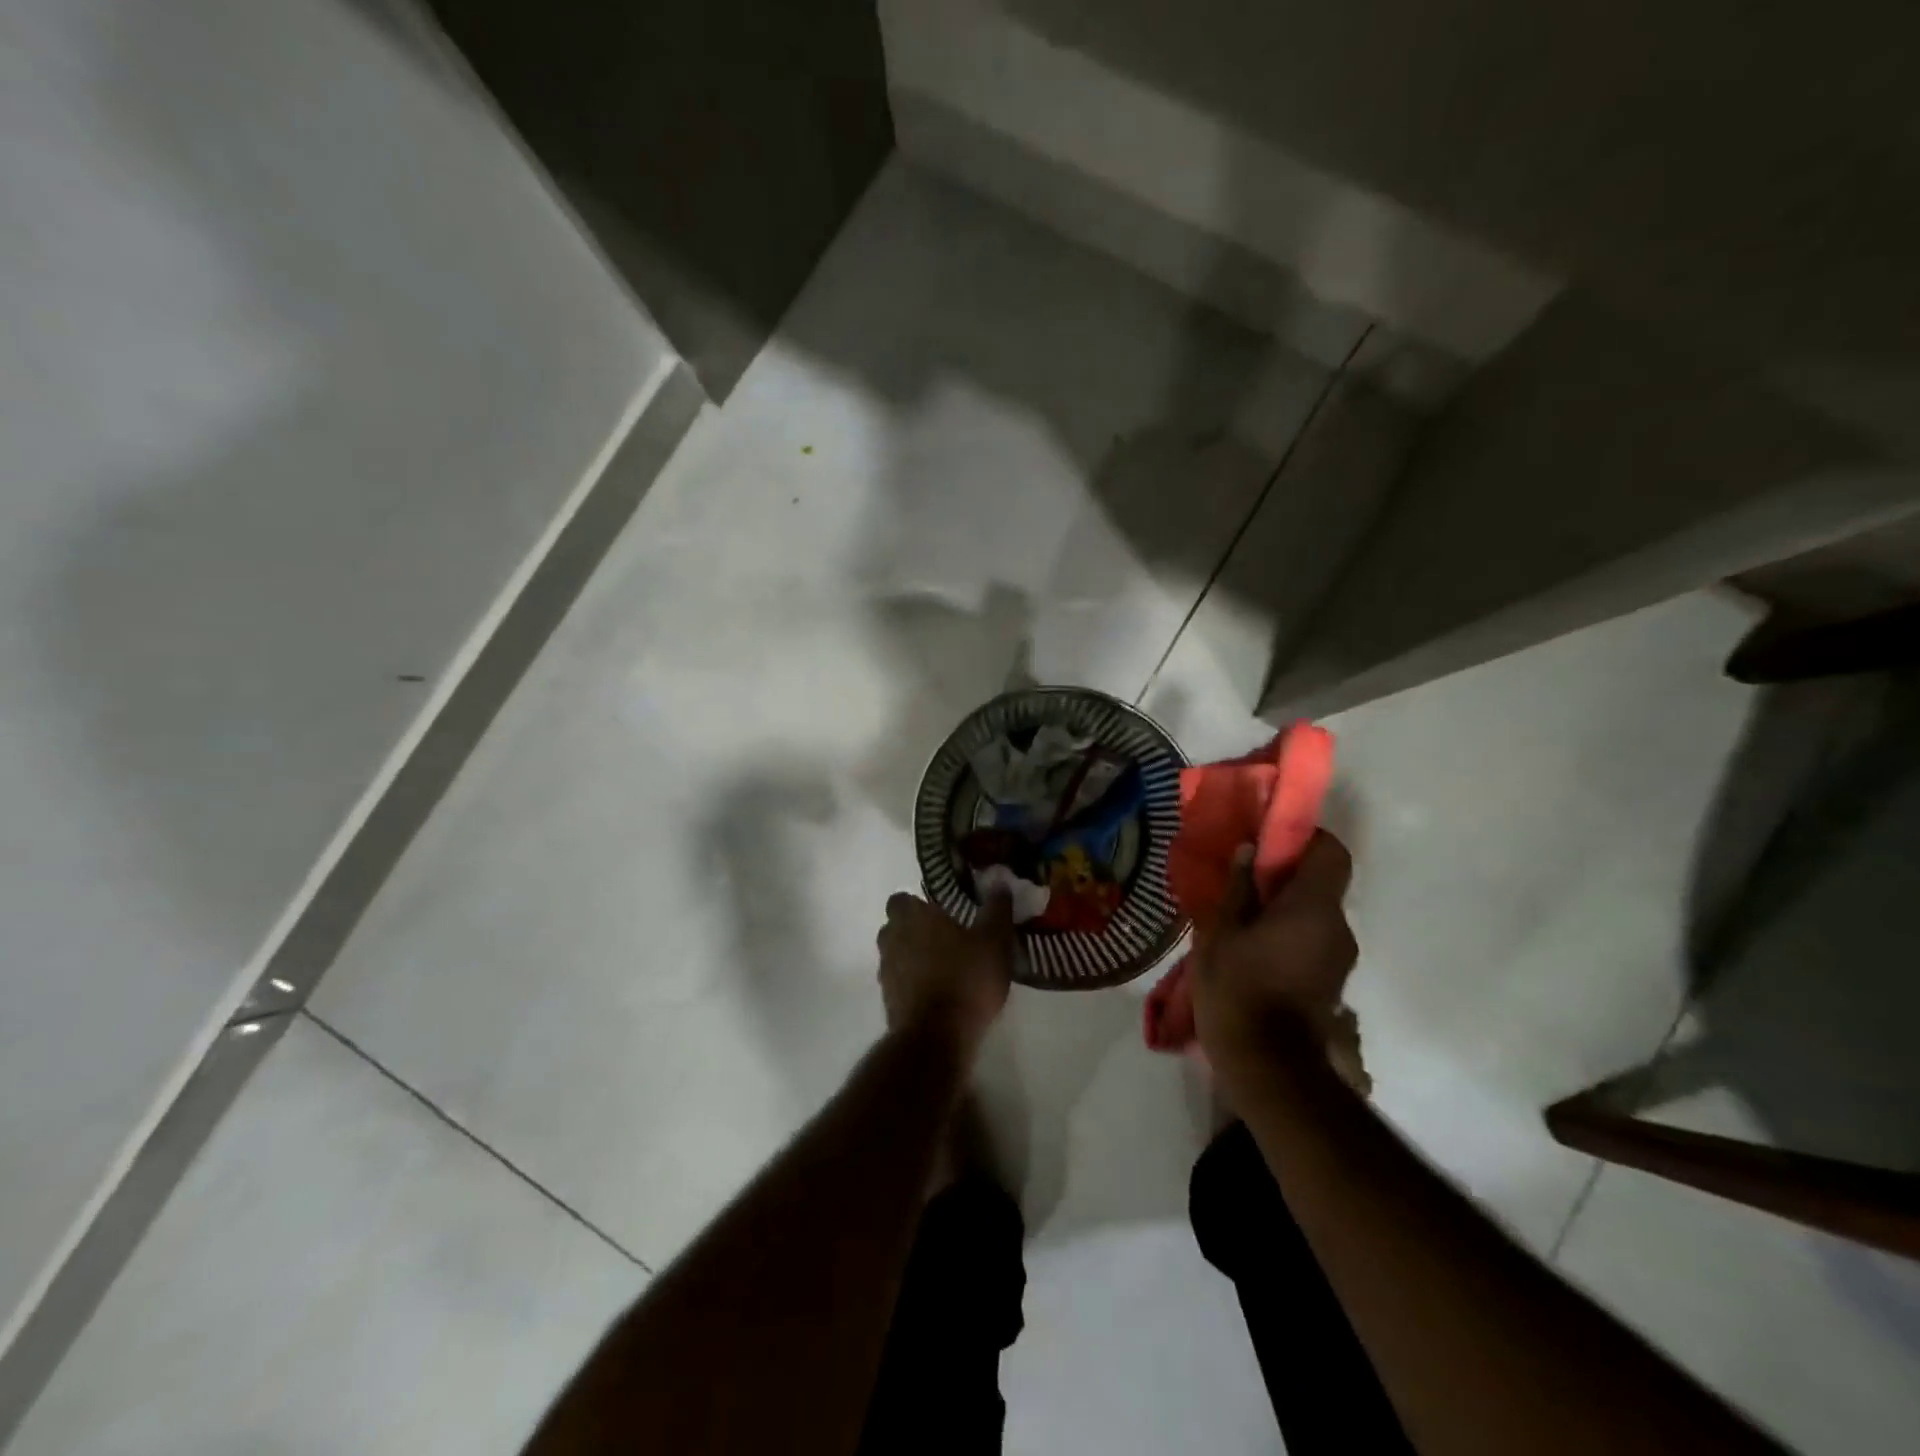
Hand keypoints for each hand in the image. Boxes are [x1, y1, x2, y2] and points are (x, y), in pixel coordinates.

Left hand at [876, 892, 1013, 1059]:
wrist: (937, 1038)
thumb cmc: (966, 979)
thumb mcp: (994, 941)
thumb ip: (996, 910)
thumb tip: (999, 883)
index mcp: (912, 917)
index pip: (901, 899)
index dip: (918, 904)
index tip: (941, 912)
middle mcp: (891, 939)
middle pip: (896, 927)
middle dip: (915, 930)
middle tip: (946, 938)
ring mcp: (886, 972)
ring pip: (896, 955)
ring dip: (913, 958)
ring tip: (945, 968)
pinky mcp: (888, 1002)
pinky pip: (899, 983)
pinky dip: (913, 984)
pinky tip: (939, 994)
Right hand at [1190, 830, 1358, 1072]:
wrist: (1267, 1065)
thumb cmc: (1238, 988)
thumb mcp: (1221, 932)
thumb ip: (1238, 888)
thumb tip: (1249, 850)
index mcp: (1313, 907)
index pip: (1332, 852)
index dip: (1305, 839)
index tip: (1269, 843)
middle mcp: (1338, 926)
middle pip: (1323, 883)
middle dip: (1286, 877)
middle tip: (1244, 884)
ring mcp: (1340, 956)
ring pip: (1316, 914)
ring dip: (1286, 909)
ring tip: (1243, 922)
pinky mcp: (1332, 980)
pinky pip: (1314, 939)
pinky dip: (1290, 934)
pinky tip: (1255, 952)